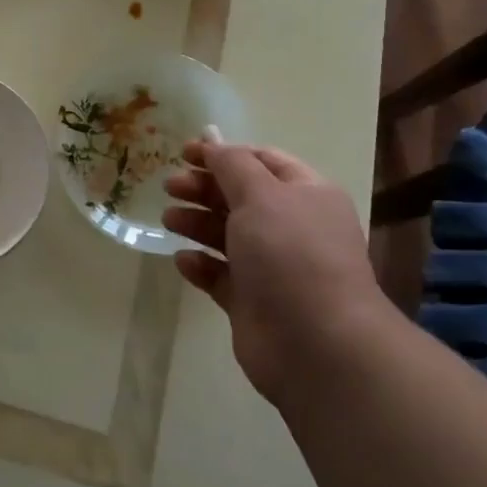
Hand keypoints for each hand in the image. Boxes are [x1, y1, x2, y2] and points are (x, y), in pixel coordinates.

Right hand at [163, 141, 379, 404]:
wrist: (316, 344)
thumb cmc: (290, 254)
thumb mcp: (260, 194)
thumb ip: (231, 164)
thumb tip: (213, 143)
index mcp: (305, 194)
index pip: (262, 161)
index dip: (223, 153)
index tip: (184, 153)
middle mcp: (291, 227)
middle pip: (240, 196)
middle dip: (204, 188)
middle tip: (171, 187)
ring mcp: (272, 267)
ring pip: (227, 235)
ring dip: (196, 223)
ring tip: (169, 221)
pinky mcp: (252, 301)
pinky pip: (220, 275)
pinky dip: (201, 264)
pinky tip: (184, 260)